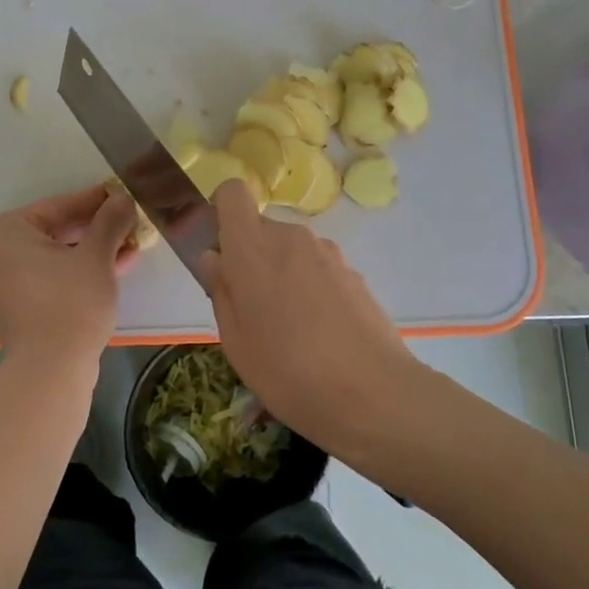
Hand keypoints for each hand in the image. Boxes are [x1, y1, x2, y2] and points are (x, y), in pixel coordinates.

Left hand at [0, 185, 141, 367]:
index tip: (121, 196)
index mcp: (3, 232)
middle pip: (53, 232)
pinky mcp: (10, 309)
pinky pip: (45, 280)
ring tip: (128, 250)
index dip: (95, 202)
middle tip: (128, 225)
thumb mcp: (96, 256)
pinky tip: (111, 272)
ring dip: (90, 253)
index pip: (57, 207)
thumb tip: (121, 198)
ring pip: (52, 258)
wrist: (50, 371)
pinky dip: (74, 275)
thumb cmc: (71, 302)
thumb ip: (109, 221)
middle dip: (95, 231)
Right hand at [201, 181, 413, 455]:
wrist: (374, 395)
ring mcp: (329, 254)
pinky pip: (319, 269)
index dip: (222, 212)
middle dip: (252, 257)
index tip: (221, 251)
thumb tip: (214, 258)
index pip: (233, 193)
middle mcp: (292, 238)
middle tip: (252, 309)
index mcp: (253, 249)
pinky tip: (320, 334)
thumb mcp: (236, 342)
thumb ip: (221, 291)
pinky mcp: (355, 273)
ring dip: (283, 274)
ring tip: (289, 329)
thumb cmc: (288, 373)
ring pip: (292, 250)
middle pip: (262, 228)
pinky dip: (312, 289)